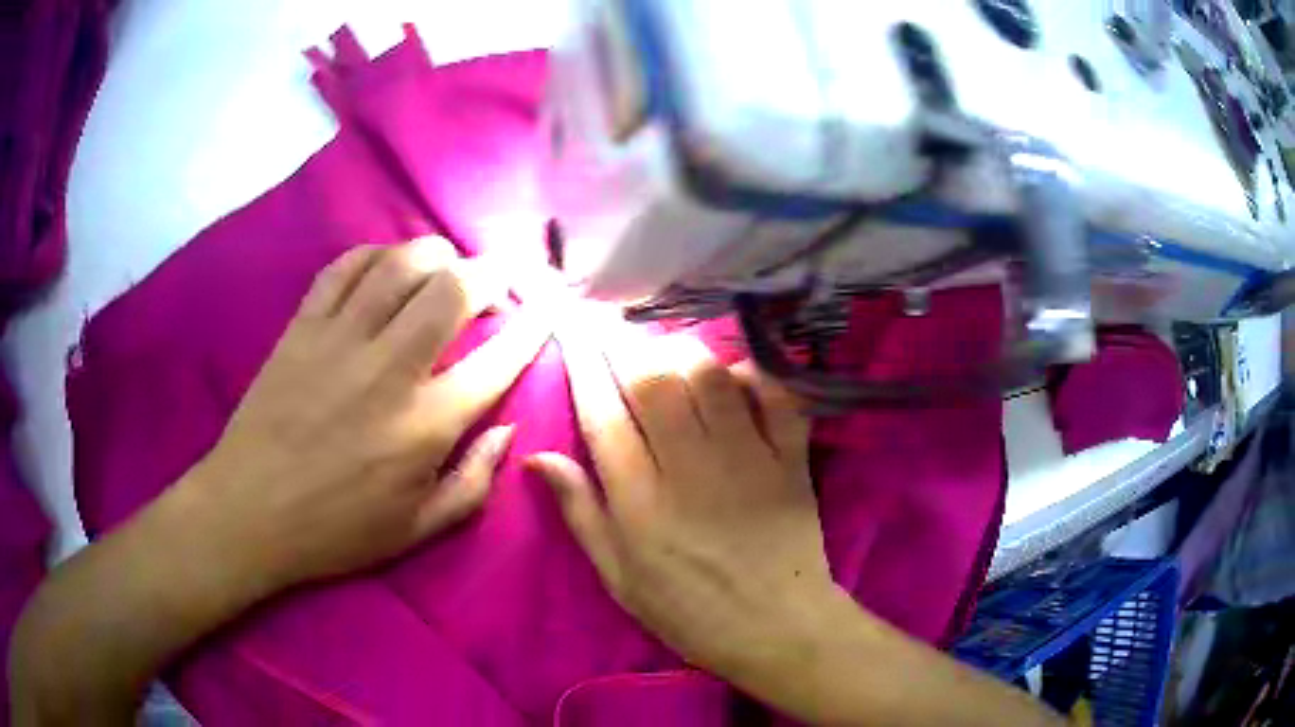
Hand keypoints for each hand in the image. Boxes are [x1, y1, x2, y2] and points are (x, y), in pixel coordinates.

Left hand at [183, 236, 547, 591]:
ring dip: (436, 254)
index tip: (549, 307)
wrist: (249, 512)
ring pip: (400, 264)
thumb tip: (509, 431)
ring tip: (448, 265)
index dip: (533, 327)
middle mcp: (388, 370)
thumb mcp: (417, 530)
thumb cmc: (336, 530)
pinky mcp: (302, 326)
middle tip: (501, 277)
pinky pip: (344, 268)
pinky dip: (374, 254)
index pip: (497, 362)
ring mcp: (340, 340)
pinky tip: (386, 266)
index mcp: (423, 427)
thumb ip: (473, 483)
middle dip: (491, 273)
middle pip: (452, 290)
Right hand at [526, 322, 830, 676]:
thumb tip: (536, 456)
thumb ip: (580, 512)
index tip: (574, 330)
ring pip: (710, 376)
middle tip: (616, 332)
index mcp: (640, 502)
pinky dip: (754, 374)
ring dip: (683, 353)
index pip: (602, 415)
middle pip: (653, 381)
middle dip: (627, 345)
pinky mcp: (791, 458)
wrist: (776, 626)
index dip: (583, 365)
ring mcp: (747, 458)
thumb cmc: (688, 609)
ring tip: (667, 351)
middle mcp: (690, 469)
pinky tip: (735, 375)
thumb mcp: (619, 576)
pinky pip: (776, 395)